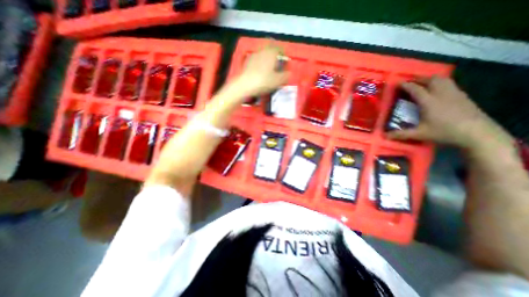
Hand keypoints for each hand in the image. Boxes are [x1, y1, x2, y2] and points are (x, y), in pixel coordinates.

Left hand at [236, 42, 288, 95]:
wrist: (245, 85)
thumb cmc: (264, 81)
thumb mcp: (278, 81)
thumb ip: (286, 76)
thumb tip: (289, 73)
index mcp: (271, 52)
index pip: (280, 48)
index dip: (283, 54)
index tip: (285, 62)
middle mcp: (263, 50)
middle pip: (271, 49)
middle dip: (275, 56)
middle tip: (277, 65)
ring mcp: (253, 55)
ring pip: (263, 54)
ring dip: (267, 59)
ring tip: (269, 69)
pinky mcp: (247, 61)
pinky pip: (256, 59)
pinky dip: (260, 63)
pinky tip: (260, 71)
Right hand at [387, 75, 512, 148]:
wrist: (477, 133)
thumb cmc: (445, 132)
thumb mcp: (419, 134)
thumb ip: (401, 134)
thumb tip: (385, 136)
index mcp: (428, 101)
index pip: (415, 89)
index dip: (405, 85)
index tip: (397, 83)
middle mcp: (441, 94)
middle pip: (430, 80)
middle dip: (418, 79)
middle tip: (409, 83)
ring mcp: (454, 93)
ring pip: (442, 80)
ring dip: (430, 79)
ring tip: (422, 84)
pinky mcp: (463, 96)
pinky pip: (449, 84)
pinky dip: (440, 83)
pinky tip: (437, 90)